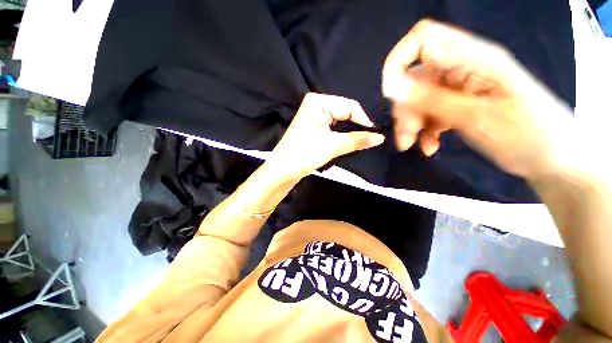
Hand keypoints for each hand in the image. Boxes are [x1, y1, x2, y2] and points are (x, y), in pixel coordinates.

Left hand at [270, 93, 385, 178]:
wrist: (283, 169)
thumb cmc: (305, 154)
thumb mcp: (333, 146)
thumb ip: (357, 140)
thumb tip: (380, 137)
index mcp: (318, 102)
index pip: (350, 106)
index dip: (364, 120)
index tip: (374, 135)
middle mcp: (316, 104)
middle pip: (345, 112)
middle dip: (356, 125)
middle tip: (370, 139)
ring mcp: (314, 116)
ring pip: (340, 120)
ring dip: (349, 131)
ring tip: (361, 141)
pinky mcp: (313, 126)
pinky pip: (333, 126)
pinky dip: (341, 134)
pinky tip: (348, 141)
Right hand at [382, 19, 574, 178]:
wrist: (552, 158)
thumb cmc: (527, 135)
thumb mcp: (476, 117)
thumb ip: (432, 100)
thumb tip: (393, 87)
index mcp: (473, 59)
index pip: (423, 39)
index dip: (399, 61)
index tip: (390, 94)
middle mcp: (462, 68)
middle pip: (415, 79)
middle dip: (405, 109)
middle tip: (406, 137)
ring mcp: (459, 88)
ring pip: (418, 100)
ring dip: (411, 124)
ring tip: (413, 145)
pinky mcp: (459, 104)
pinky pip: (430, 113)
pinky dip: (424, 130)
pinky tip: (430, 146)